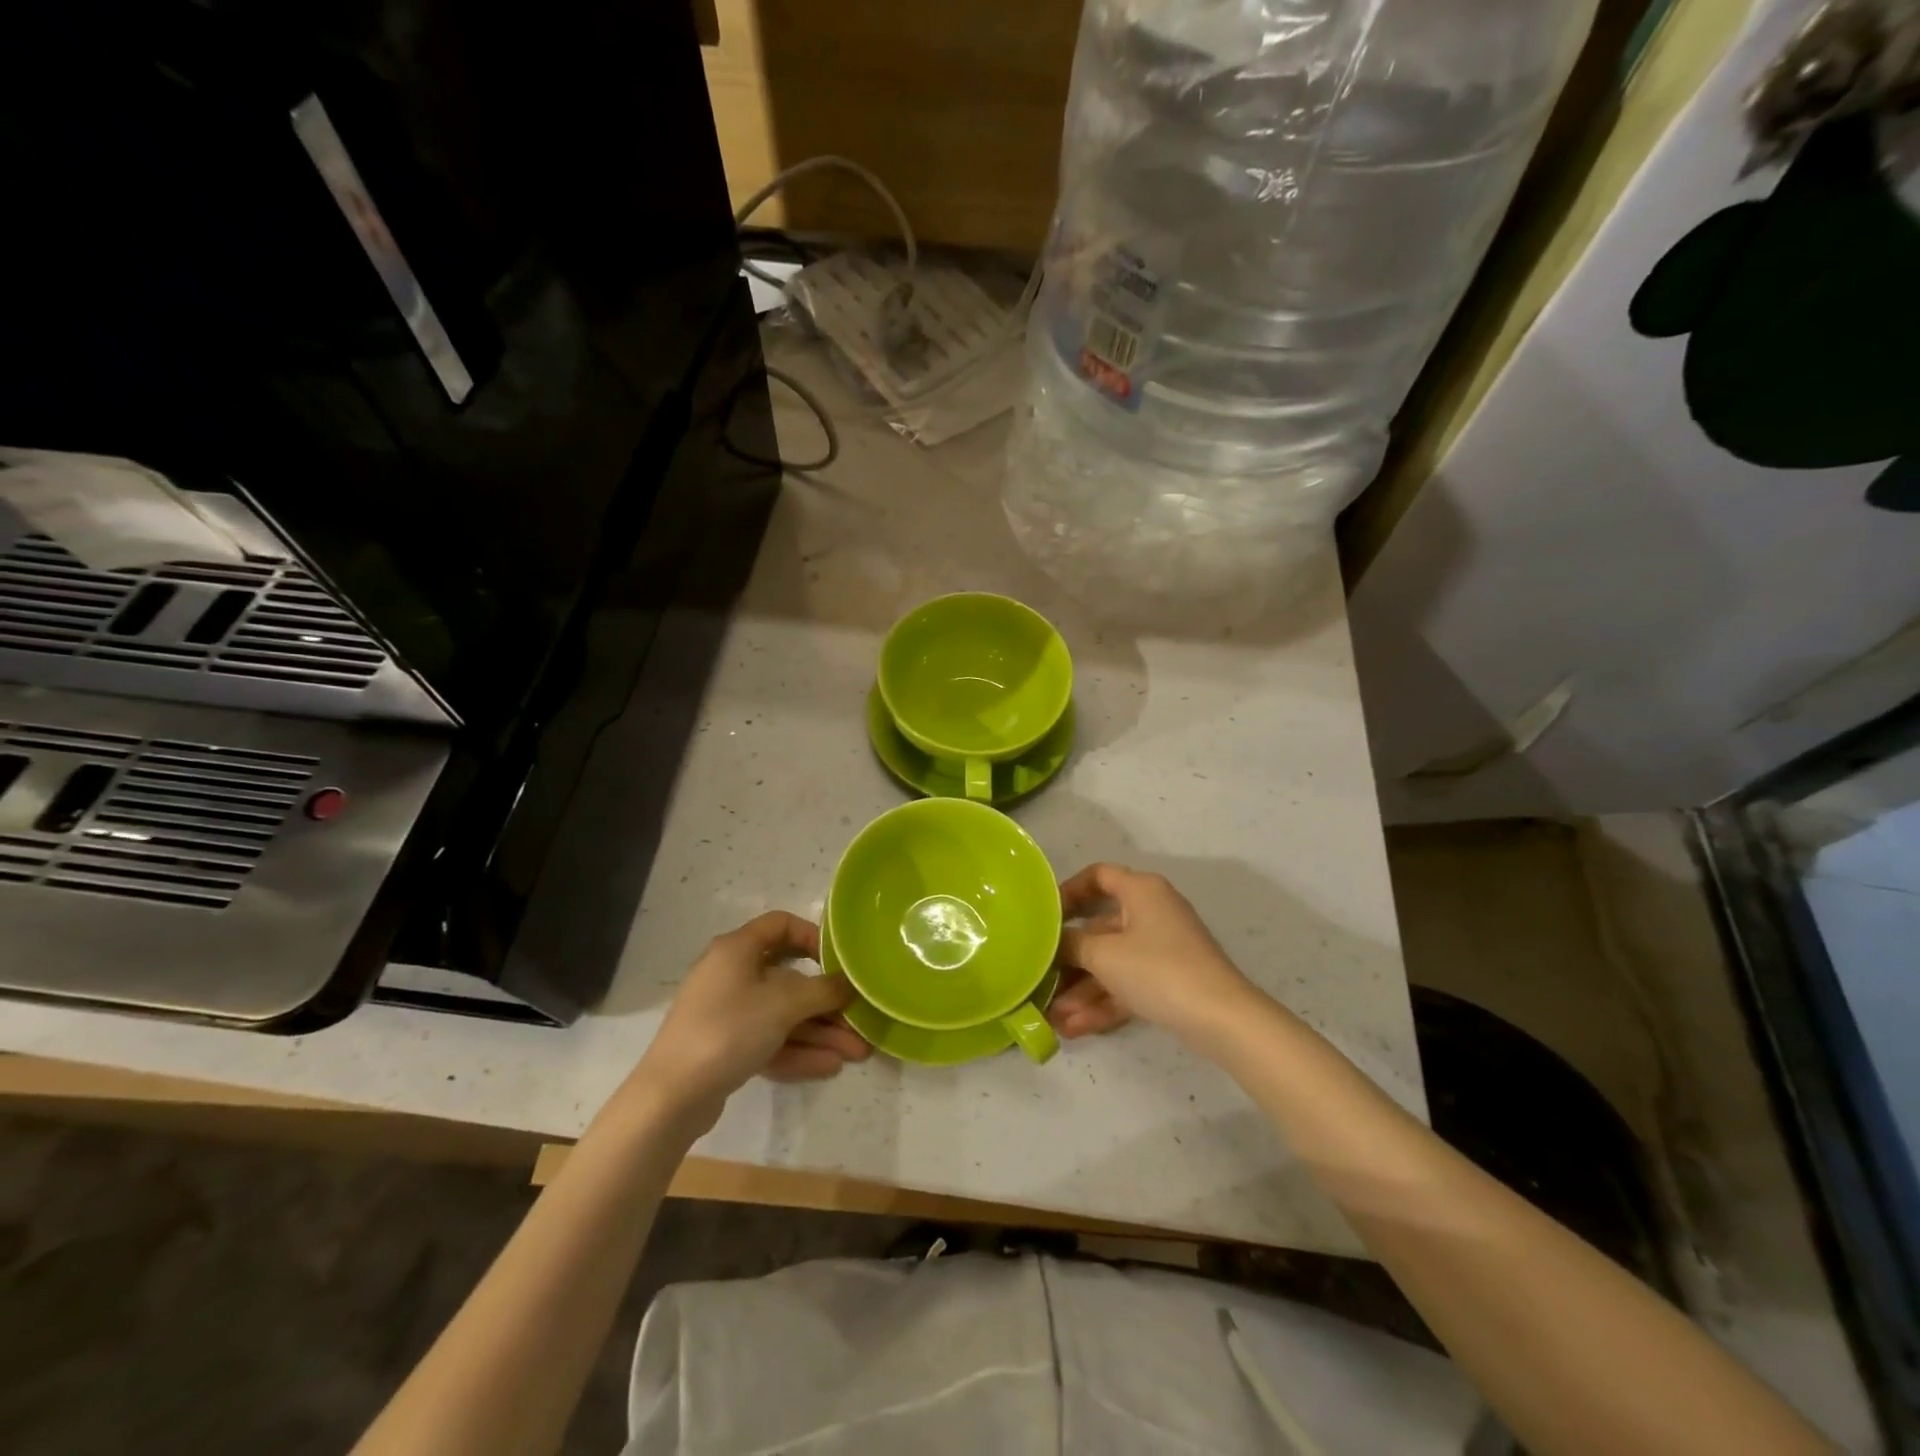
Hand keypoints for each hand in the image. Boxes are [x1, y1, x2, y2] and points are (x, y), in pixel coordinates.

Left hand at [633, 912, 869, 1121]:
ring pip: (783, 1015)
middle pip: (789, 978)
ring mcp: (728, 1013)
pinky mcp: (726, 1047)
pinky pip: (769, 1040)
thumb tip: (849, 983)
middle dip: (826, 1002)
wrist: (670, 1097)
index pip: (781, 925)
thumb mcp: (783, 1005)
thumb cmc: (728, 1030)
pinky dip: (797, 1050)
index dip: (813, 936)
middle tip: (858, 1020)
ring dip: (819, 1032)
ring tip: (856, 1053)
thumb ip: (822, 991)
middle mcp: (732, 974)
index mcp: (737, 950)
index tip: (838, 961)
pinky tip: (829, 1066)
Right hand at [1049, 864, 1255, 1045]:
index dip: (1069, 891)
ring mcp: (1162, 948)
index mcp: (1141, 890)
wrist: (1221, 1018)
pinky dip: (1104, 1001)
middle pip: (1100, 927)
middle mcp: (1152, 912)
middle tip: (1041, 975)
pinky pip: (1128, 983)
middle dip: (1070, 957)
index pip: (1098, 876)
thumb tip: (1051, 940)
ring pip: (1112, 962)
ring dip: (1083, 987)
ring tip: (1054, 1015)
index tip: (1045, 915)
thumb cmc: (1157, 970)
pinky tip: (1075, 1027)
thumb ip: (1071, 944)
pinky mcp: (1169, 979)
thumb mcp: (1104, 955)